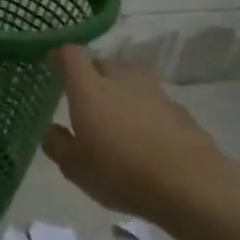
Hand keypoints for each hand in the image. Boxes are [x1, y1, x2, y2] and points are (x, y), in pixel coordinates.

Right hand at [42, 47, 224, 222]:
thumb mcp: (74, 167)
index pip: (72, 55)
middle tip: (82, 95)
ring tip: (114, 112)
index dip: (60, 56)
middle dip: (90, 73)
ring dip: (119, 87)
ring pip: (129, 78)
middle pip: (102, 63)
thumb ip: (57, 144)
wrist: (187, 184)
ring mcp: (154, 91)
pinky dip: (142, 106)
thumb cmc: (119, 173)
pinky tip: (143, 131)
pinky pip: (152, 98)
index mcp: (90, 89)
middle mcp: (121, 80)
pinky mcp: (178, 108)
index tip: (53, 63)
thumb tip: (52, 129)